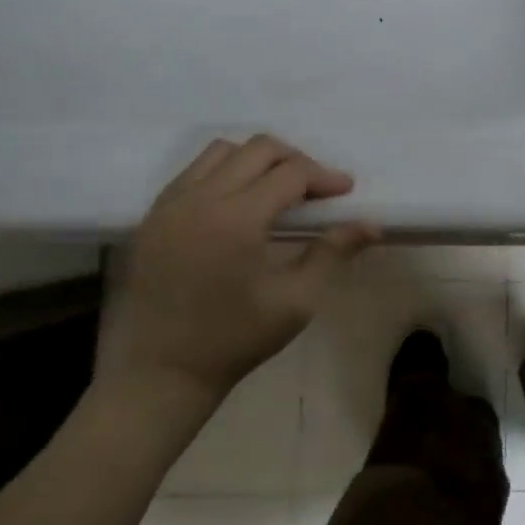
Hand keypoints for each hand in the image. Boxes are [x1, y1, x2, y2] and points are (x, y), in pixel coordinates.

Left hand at [97, 136, 380, 409]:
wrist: (159, 375)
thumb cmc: (234, 339)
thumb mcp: (296, 300)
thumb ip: (332, 252)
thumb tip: (372, 224)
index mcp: (237, 218)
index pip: (291, 173)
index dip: (324, 176)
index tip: (346, 191)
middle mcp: (200, 199)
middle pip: (257, 149)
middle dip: (295, 160)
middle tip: (316, 188)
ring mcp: (169, 205)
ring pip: (221, 152)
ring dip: (257, 160)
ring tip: (277, 190)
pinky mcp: (152, 218)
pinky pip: (192, 173)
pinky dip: (224, 173)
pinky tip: (239, 204)